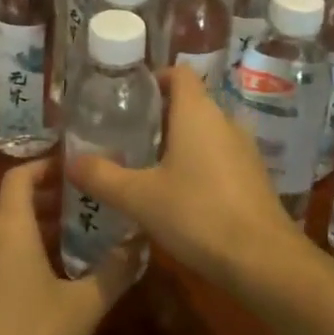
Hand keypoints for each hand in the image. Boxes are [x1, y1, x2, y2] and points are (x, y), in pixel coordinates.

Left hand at [0, 159, 140, 334]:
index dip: (44, 166)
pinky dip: (13, 260)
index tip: (73, 169)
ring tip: (68, 247)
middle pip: (10, 206)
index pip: (18, 177)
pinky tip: (38, 290)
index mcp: (8, 230)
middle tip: (82, 208)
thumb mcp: (85, 307)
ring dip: (31, 232)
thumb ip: (115, 270)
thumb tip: (140, 242)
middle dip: (45, 201)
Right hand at [66, 64, 303, 293]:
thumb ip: (102, 176)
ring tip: (147, 165)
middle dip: (160, 115)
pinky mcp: (254, 176)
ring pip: (206, 131)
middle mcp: (224, 121)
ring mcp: (244, 149)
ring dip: (180, 141)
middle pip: (190, 102)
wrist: (263, 260)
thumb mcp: (139, 197)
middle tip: (127, 135)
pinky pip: (220, 156)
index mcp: (197, 113)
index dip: (155, 78)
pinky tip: (180, 194)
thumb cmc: (197, 214)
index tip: (129, 98)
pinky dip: (199, 163)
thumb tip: (70, 161)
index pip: (179, 73)